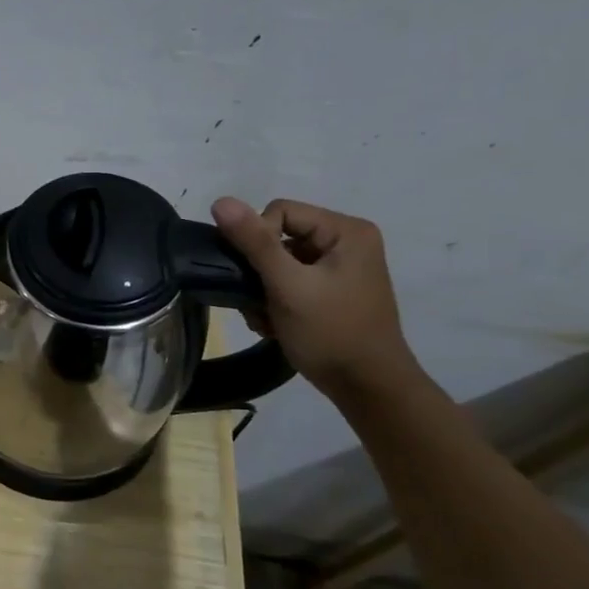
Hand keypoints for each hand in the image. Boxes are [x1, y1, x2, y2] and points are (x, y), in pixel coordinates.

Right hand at [211, 197, 420, 399]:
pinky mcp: (331, 290)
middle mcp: (347, 242)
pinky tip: (275, 323)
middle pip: (278, 237)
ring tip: (266, 317)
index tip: (258, 276)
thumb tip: (220, 201)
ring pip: (278, 262)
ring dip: (262, 289)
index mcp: (346, 231)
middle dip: (259, 270)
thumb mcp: (287, 285)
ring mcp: (340, 268)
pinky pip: (289, 281)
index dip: (258, 240)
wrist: (367, 387)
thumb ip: (254, 242)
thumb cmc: (330, 332)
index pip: (280, 212)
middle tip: (257, 301)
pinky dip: (275, 300)